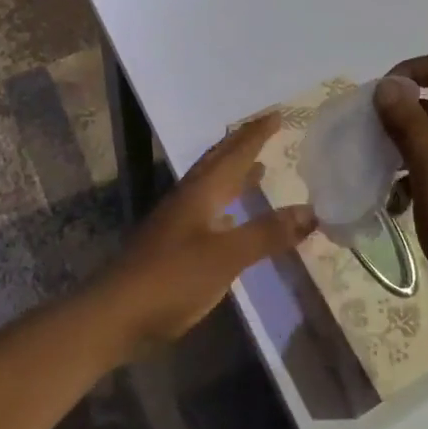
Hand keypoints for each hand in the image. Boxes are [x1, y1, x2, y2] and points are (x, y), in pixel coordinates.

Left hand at [103, 113, 314, 349]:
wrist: (116, 314)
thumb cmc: (172, 279)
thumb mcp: (226, 256)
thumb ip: (266, 233)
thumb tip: (311, 210)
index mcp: (200, 192)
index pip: (234, 154)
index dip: (256, 134)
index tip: (278, 114)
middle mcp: (188, 198)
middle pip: (218, 162)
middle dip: (242, 144)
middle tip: (266, 129)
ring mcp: (177, 222)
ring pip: (211, 185)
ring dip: (234, 173)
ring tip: (259, 167)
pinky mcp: (173, 244)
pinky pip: (207, 210)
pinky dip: (225, 204)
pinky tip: (232, 217)